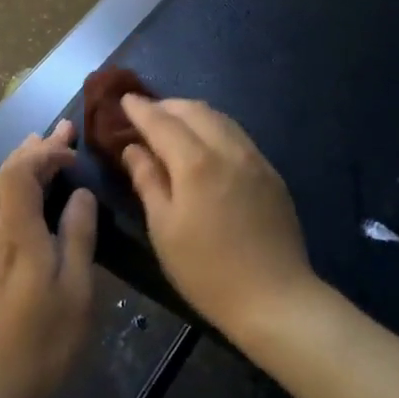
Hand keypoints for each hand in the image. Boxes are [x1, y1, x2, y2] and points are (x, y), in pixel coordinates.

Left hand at [0, 120, 96, 397]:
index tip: (74, 148)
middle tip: (61, 130)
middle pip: (5, 177)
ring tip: (39, 148)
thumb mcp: (76, 292)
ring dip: (18, 165)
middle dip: (32, 149)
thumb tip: (80, 195)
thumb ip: (77, 238)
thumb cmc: (41, 346)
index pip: (22, 173)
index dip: (46, 152)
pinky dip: (10, 189)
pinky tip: (22, 197)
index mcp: (17, 235)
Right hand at [119, 96, 314, 343]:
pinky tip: (206, 146)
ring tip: (173, 125)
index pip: (162, 122)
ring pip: (220, 119)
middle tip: (145, 114)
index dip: (140, 109)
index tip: (123, 100)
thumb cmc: (207, 270)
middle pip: (195, 110)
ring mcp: (255, 159)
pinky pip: (238, 136)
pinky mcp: (271, 174)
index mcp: (196, 163)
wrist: (275, 297)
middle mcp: (228, 150)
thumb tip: (133, 149)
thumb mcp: (164, 229)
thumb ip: (148, 181)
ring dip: (193, 114)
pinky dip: (215, 129)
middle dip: (167, 106)